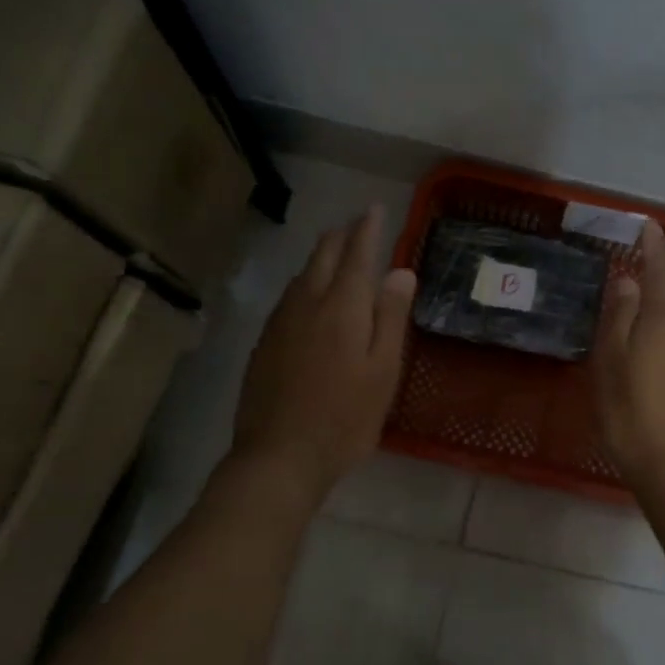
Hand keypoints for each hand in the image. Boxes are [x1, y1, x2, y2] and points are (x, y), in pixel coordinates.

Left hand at [229, 204, 415, 502]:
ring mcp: (280, 322)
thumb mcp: (383, 370)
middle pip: (322, 255)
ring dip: (321, 255)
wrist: (279, 456)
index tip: (374, 208)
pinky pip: (288, 296)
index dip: (367, 228)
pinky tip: (309, 294)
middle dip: (341, 235)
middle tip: (357, 225)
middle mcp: (307, 303)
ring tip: (336, 251)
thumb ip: (391, 317)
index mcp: (342, 307)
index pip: (356, 253)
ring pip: (302, 274)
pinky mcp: (264, 342)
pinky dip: (306, 281)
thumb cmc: (345, 417)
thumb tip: (400, 270)